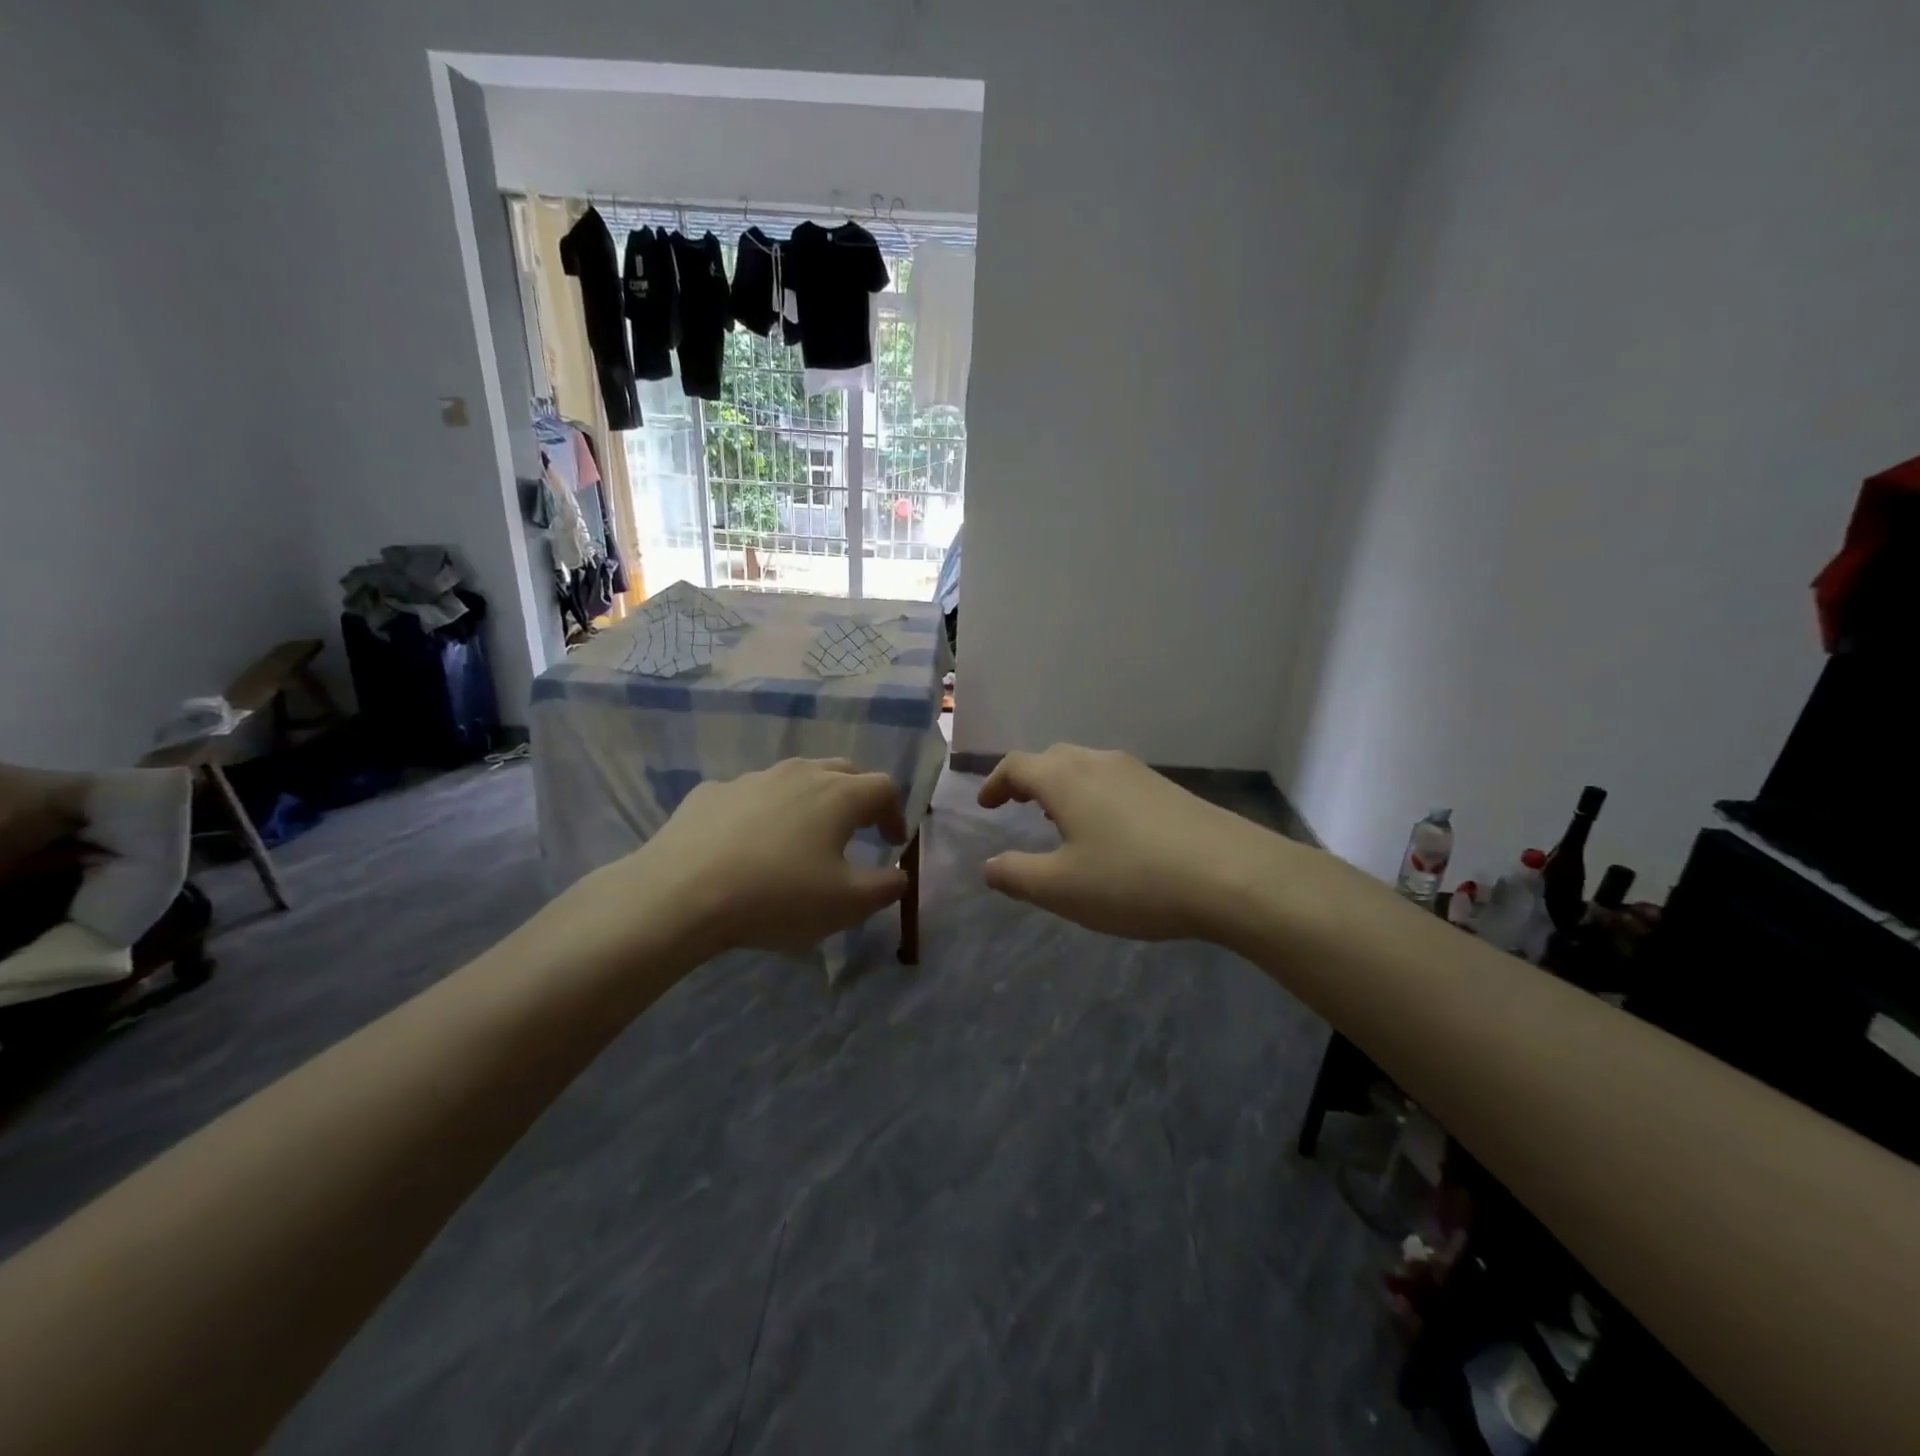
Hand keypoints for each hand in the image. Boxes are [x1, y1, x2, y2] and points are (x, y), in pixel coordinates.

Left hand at [566, 758, 909, 961]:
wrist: (681, 894)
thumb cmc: (777, 896)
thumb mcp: (847, 904)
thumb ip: (886, 887)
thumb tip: (899, 874)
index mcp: (838, 794)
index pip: (884, 788)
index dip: (895, 813)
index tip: (891, 843)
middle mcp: (799, 773)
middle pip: (843, 771)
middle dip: (858, 797)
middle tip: (856, 830)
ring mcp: (752, 778)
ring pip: (795, 778)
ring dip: (811, 800)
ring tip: (802, 836)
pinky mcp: (712, 792)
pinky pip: (751, 795)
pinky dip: (764, 812)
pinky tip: (748, 844)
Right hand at [976, 745, 1285, 941]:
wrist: (1233, 875)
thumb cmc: (1133, 880)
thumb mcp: (1062, 889)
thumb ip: (1017, 875)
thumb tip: (990, 866)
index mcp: (1065, 779)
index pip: (1017, 766)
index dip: (995, 783)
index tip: (985, 805)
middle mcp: (1099, 763)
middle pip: (1052, 759)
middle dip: (1028, 779)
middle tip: (1017, 805)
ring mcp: (1138, 772)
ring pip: (1087, 767)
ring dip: (1063, 786)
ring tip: (1058, 817)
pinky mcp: (1168, 789)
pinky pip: (1115, 781)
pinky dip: (1094, 795)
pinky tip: (1108, 830)